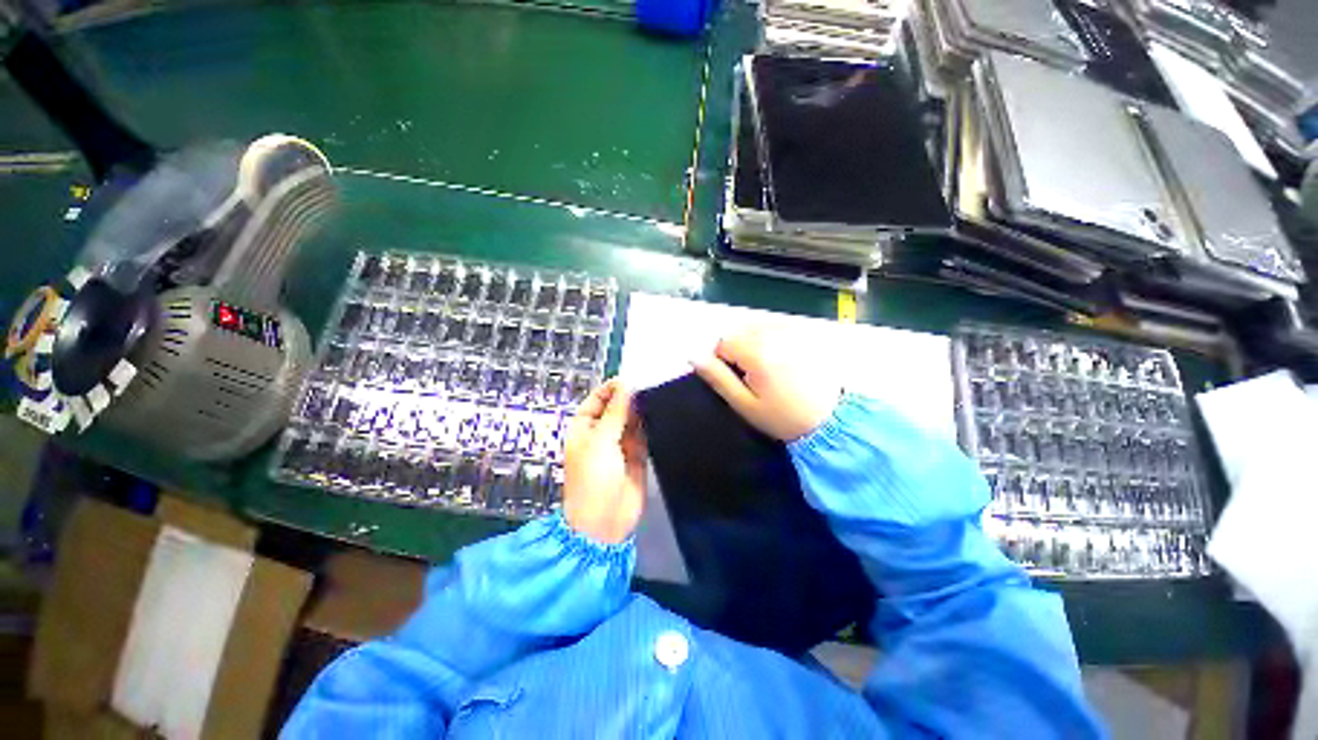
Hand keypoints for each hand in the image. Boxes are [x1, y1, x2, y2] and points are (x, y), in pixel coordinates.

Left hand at [563, 379, 645, 543]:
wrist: (605, 521)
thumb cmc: (593, 478)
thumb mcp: (601, 441)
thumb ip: (616, 412)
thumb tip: (626, 384)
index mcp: (585, 426)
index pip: (598, 398)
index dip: (613, 387)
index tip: (634, 378)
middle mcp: (602, 432)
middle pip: (617, 407)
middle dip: (631, 397)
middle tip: (652, 383)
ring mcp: (620, 443)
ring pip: (633, 419)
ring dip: (643, 410)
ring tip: (660, 394)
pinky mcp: (637, 454)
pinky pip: (644, 434)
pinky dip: (651, 424)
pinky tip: (663, 413)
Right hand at [691, 326, 841, 440]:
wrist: (830, 421)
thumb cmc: (783, 417)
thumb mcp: (744, 403)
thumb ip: (717, 377)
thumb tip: (693, 356)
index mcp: (757, 351)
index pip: (722, 343)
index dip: (723, 362)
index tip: (737, 381)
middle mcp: (774, 334)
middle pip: (738, 332)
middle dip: (738, 350)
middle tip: (753, 377)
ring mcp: (792, 331)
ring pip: (756, 328)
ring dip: (754, 343)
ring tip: (769, 370)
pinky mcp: (804, 333)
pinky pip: (775, 327)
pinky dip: (771, 339)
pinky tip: (783, 361)